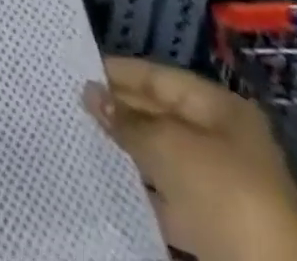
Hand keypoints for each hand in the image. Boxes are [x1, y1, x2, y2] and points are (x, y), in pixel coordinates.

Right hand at [86, 56, 296, 260]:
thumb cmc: (224, 193)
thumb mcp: (169, 147)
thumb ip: (127, 120)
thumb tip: (90, 92)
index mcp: (221, 109)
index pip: (160, 78)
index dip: (119, 72)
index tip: (77, 69)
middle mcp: (223, 140)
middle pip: (160, 114)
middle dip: (120, 110)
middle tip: (72, 101)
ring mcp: (221, 186)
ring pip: (162, 156)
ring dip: (127, 149)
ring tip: (81, 135)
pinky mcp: (214, 226)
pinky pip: (168, 196)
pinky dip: (142, 188)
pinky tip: (109, 179)